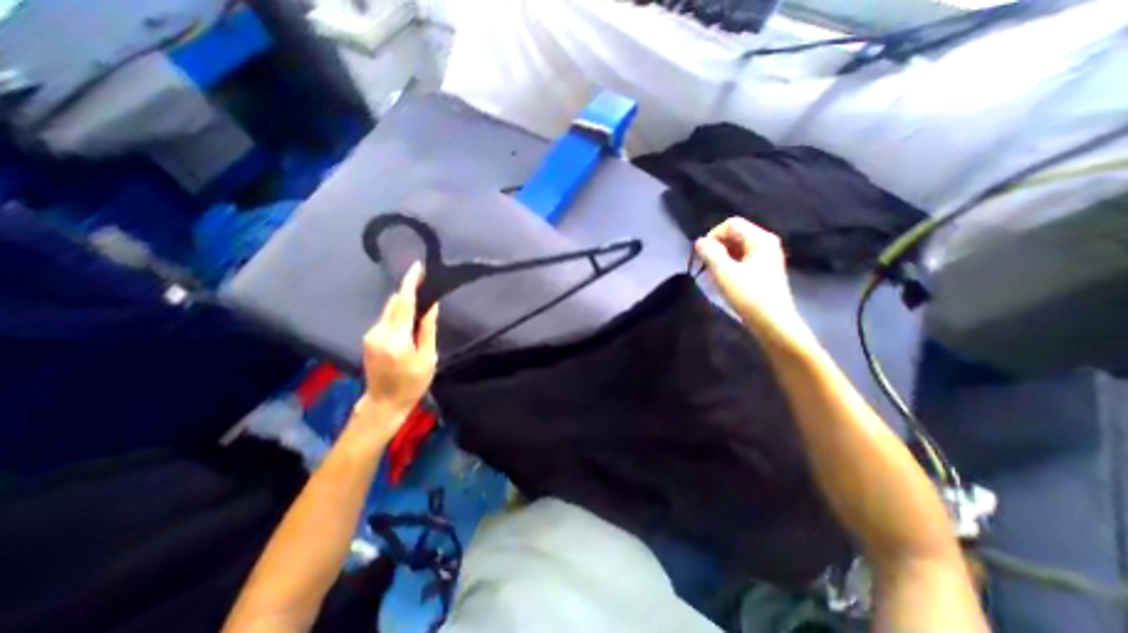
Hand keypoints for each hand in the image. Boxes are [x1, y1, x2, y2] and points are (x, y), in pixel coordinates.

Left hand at [355, 265, 435, 432]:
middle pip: (394, 303)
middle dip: (409, 291)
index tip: (418, 267)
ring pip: (389, 309)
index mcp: (396, 338)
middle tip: (426, 284)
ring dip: (404, 303)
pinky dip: (399, 313)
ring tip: (422, 301)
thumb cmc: (412, 382)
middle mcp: (378, 332)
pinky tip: (409, 318)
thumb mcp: (427, 357)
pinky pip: (386, 318)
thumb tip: (431, 305)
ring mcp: (370, 334)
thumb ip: (427, 329)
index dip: (410, 283)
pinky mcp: (369, 338)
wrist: (384, 402)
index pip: (403, 303)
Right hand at [698, 217, 810, 345]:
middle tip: (704, 265)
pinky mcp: (763, 270)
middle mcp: (765, 243)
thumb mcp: (724, 273)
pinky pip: (742, 258)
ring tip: (712, 273)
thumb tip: (699, 242)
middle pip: (734, 234)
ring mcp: (766, 257)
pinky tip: (723, 279)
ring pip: (737, 247)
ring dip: (721, 257)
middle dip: (716, 247)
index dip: (712, 236)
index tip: (702, 255)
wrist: (773, 323)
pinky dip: (729, 264)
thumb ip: (710, 253)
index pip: (731, 224)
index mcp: (760, 239)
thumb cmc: (749, 296)